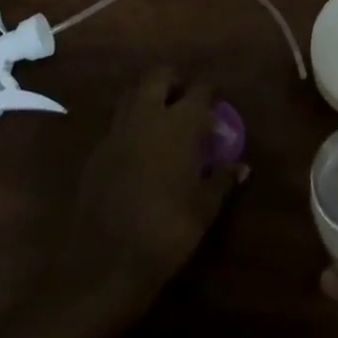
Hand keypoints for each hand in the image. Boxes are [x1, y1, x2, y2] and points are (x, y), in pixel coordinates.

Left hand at [50, 66, 246, 316]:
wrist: (105, 262)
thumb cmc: (167, 232)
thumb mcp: (204, 208)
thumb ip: (222, 179)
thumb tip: (240, 166)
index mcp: (180, 123)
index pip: (200, 88)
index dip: (209, 91)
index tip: (217, 102)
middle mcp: (147, 115)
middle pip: (159, 76)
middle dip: (175, 82)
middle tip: (186, 103)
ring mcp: (117, 130)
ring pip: (133, 93)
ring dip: (148, 97)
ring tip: (162, 120)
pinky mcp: (96, 149)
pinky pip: (116, 122)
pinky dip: (130, 124)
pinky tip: (138, 149)